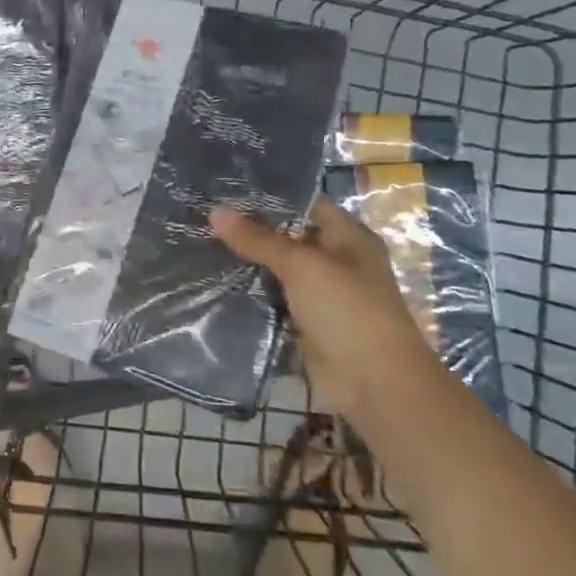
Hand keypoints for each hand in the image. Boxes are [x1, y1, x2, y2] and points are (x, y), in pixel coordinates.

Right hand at [210, 200, 434, 412]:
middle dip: (250, 231)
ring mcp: (321, 294)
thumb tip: (214, 210)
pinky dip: (250, 295)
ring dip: (246, 264)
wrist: (375, 384)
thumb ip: (258, 239)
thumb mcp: (301, 266)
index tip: (225, 191)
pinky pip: (272, 301)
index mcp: (348, 237)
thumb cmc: (347, 310)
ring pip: (276, 271)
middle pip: (287, 238)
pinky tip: (215, 282)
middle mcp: (336, 261)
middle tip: (203, 217)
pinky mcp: (306, 323)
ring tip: (200, 244)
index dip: (268, 197)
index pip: (304, 205)